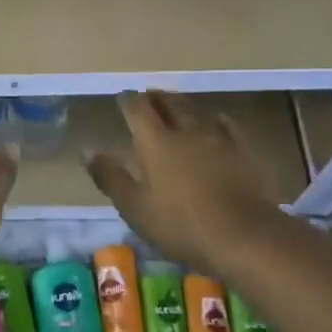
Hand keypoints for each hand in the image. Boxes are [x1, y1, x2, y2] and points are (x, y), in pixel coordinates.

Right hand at [85, 92, 283, 273]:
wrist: (245, 236)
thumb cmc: (181, 225)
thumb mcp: (135, 208)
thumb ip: (110, 177)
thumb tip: (87, 151)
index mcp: (156, 142)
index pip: (137, 110)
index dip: (128, 101)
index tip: (122, 98)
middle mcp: (186, 131)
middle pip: (169, 104)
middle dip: (156, 97)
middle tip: (149, 95)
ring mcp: (218, 139)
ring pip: (197, 111)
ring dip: (183, 105)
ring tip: (177, 103)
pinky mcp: (244, 152)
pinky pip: (227, 126)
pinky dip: (217, 120)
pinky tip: (217, 121)